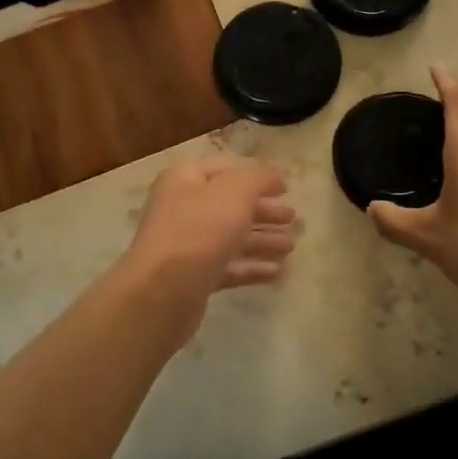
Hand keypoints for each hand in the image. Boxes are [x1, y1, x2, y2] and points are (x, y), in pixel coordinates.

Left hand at [120, 154, 298, 305]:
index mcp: (186, 179)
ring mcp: (186, 244)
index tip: (287, 186)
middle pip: (230, 204)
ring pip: (230, 236)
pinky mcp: (193, 277)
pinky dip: (251, 266)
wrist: (163, 290)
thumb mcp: (236, 191)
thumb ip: (259, 177)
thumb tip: (276, 173)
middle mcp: (183, 207)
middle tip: (294, 218)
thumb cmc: (200, 229)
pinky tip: (276, 271)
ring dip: (262, 239)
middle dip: (263, 210)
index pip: (227, 168)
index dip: (258, 174)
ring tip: (291, 246)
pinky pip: (227, 266)